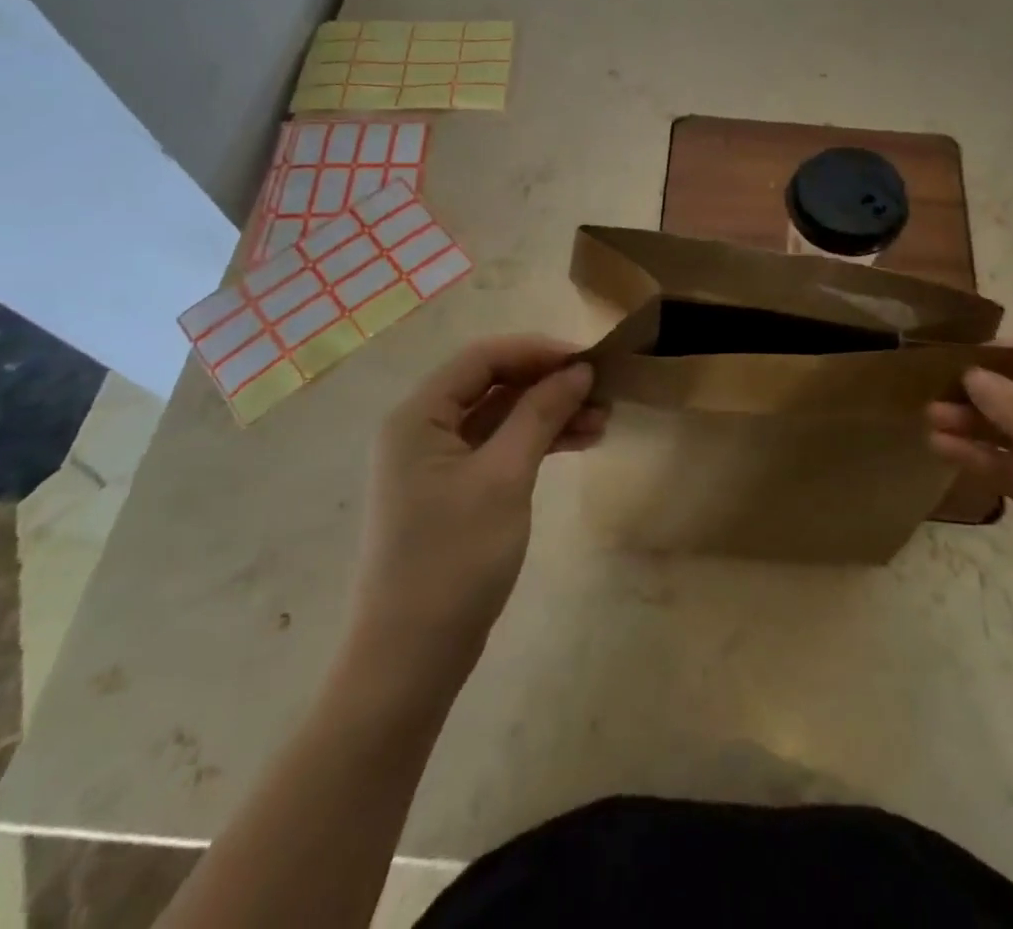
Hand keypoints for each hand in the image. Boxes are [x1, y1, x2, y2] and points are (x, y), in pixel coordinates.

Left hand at [345, 336, 605, 682]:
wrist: (410, 660)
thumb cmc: (454, 559)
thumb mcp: (505, 478)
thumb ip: (540, 414)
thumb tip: (578, 370)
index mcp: (419, 416)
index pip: (483, 358)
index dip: (538, 351)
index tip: (589, 360)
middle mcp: (422, 429)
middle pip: (493, 385)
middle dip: (548, 384)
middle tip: (603, 392)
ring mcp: (437, 463)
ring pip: (501, 418)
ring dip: (549, 414)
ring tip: (602, 421)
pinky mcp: (453, 492)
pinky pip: (499, 449)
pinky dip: (536, 443)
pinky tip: (579, 444)